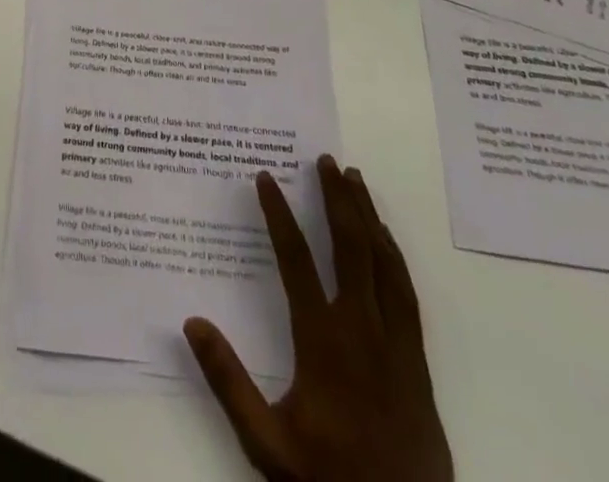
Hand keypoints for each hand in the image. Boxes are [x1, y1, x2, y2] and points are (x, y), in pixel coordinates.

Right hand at [185, 157, 450, 481]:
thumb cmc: (327, 479)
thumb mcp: (266, 443)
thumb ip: (227, 382)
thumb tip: (192, 323)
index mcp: (322, 342)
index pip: (296, 260)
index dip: (278, 214)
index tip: (265, 177)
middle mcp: (361, 329)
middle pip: (350, 247)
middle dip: (336, 198)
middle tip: (325, 159)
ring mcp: (395, 342)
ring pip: (383, 261)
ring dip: (367, 215)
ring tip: (355, 179)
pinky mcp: (417, 360)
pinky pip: (406, 292)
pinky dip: (394, 255)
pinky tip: (386, 239)